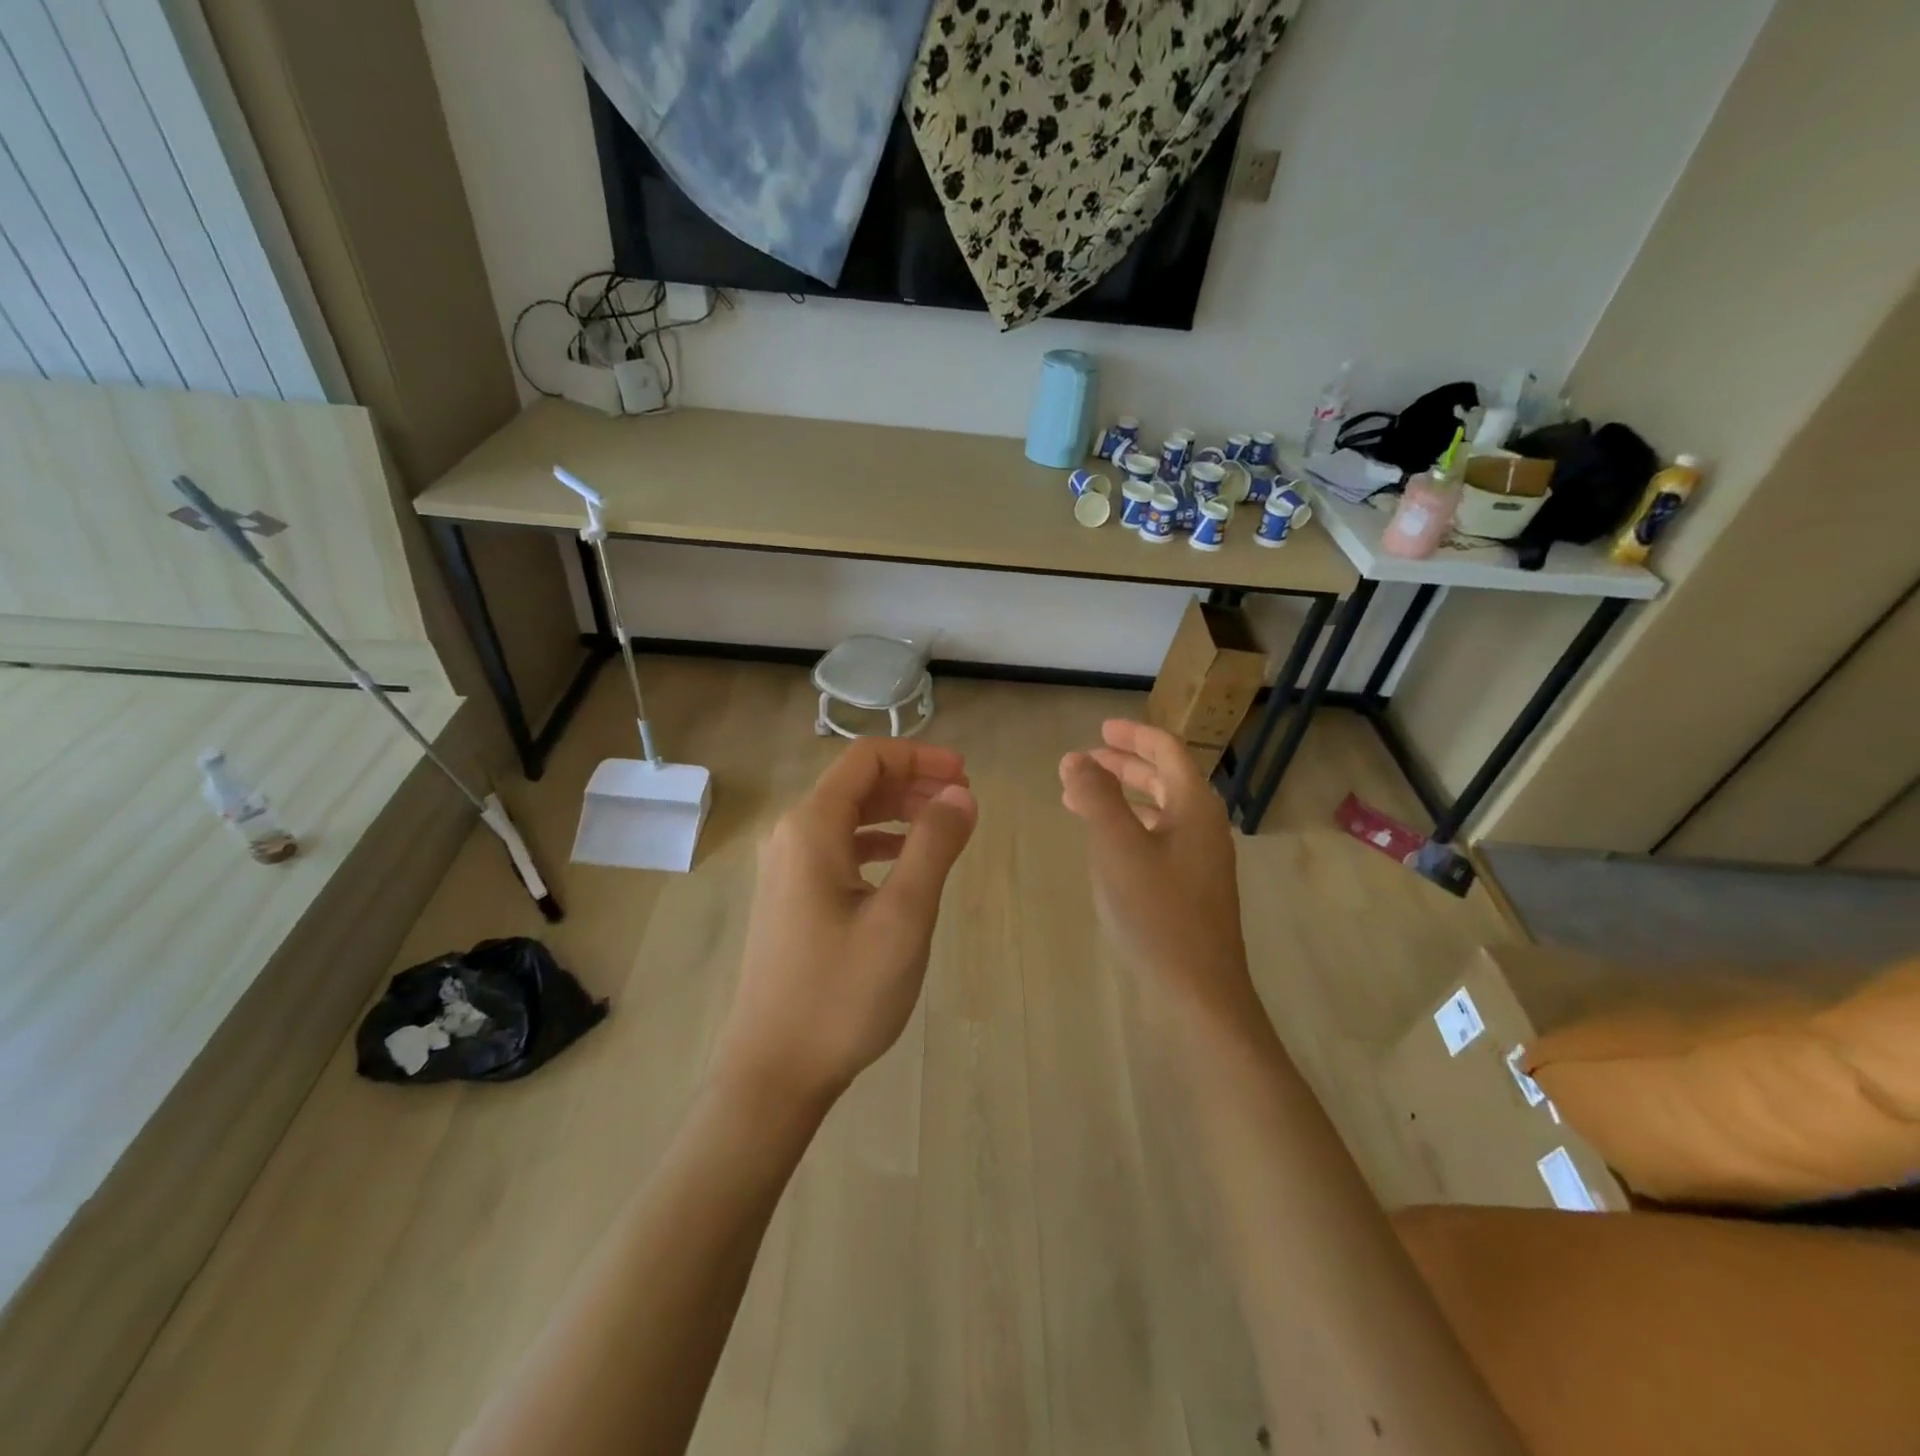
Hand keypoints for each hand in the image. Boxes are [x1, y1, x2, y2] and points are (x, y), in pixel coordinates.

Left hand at [717, 739, 977, 1111]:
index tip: (964, 774)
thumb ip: (934, 845)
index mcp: (811, 828)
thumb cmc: (842, 992)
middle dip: (912, 782)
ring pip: (847, 817)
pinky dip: (876, 843)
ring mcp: (785, 869)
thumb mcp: (903, 916)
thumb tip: (961, 794)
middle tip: (963, 800)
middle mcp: (790, 837)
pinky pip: (838, 849)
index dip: (919, 756)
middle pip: (856, 784)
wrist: (775, 1070)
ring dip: (897, 812)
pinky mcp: (790, 899)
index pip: (866, 760)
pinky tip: (904, 864)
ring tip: (943, 827)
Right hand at [1059, 720, 1254, 1020]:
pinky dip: (1128, 827)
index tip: (1100, 729)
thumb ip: (1095, 796)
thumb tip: (1075, 757)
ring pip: (1158, 810)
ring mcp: (1199, 859)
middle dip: (1123, 765)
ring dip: (1121, 796)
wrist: (1198, 991)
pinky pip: (1157, 838)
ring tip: (1080, 797)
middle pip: (1164, 778)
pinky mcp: (1189, 886)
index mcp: (1195, 807)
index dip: (1133, 735)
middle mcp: (1203, 826)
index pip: (1167, 751)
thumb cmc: (1157, 912)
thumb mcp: (1118, 847)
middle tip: (1084, 760)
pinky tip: (1103, 842)